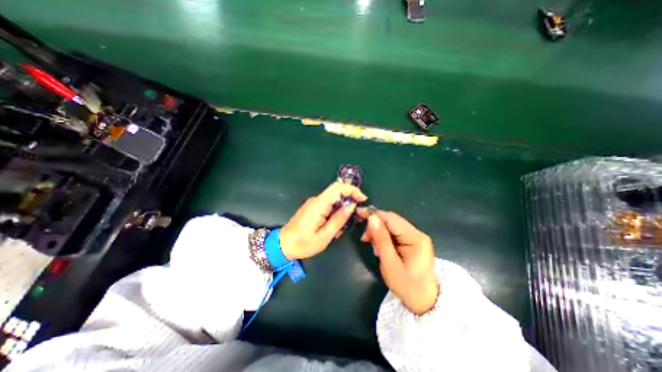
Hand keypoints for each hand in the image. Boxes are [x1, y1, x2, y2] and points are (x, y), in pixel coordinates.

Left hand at [278, 181, 367, 257]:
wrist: (282, 245)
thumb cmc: (303, 244)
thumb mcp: (324, 236)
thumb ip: (339, 219)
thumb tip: (351, 206)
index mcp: (319, 205)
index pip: (338, 187)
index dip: (353, 190)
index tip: (363, 199)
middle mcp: (316, 200)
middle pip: (337, 192)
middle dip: (350, 200)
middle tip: (356, 216)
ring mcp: (314, 203)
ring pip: (334, 199)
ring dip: (342, 210)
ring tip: (342, 227)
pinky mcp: (313, 208)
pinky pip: (328, 205)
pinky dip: (335, 213)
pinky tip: (334, 227)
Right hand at [357, 208, 437, 315]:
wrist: (424, 303)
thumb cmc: (407, 286)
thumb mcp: (390, 264)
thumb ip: (381, 239)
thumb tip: (371, 218)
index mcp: (416, 238)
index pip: (392, 219)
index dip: (374, 214)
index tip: (359, 213)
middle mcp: (417, 233)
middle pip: (392, 221)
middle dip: (376, 225)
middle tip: (365, 238)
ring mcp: (416, 237)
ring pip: (392, 226)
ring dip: (379, 233)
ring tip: (374, 248)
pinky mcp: (412, 242)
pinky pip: (395, 233)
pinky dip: (384, 238)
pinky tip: (380, 248)